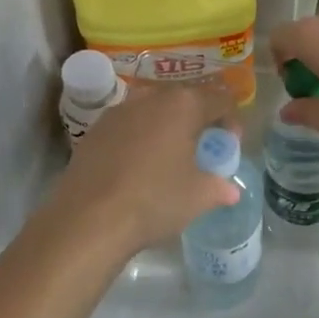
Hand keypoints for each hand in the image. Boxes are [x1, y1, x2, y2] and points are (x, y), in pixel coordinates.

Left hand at [49, 80, 241, 254]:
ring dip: (167, 126)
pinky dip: (141, 138)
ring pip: (153, 110)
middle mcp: (150, 98)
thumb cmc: (154, 200)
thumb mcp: (199, 197)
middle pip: (185, 100)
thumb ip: (219, 187)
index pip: (219, 100)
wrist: (87, 219)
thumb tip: (230, 189)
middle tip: (203, 149)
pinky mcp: (94, 130)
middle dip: (199, 120)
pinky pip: (129, 126)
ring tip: (170, 156)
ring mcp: (118, 112)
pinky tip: (139, 166)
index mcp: (183, 105)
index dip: (231, 121)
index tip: (230, 145)